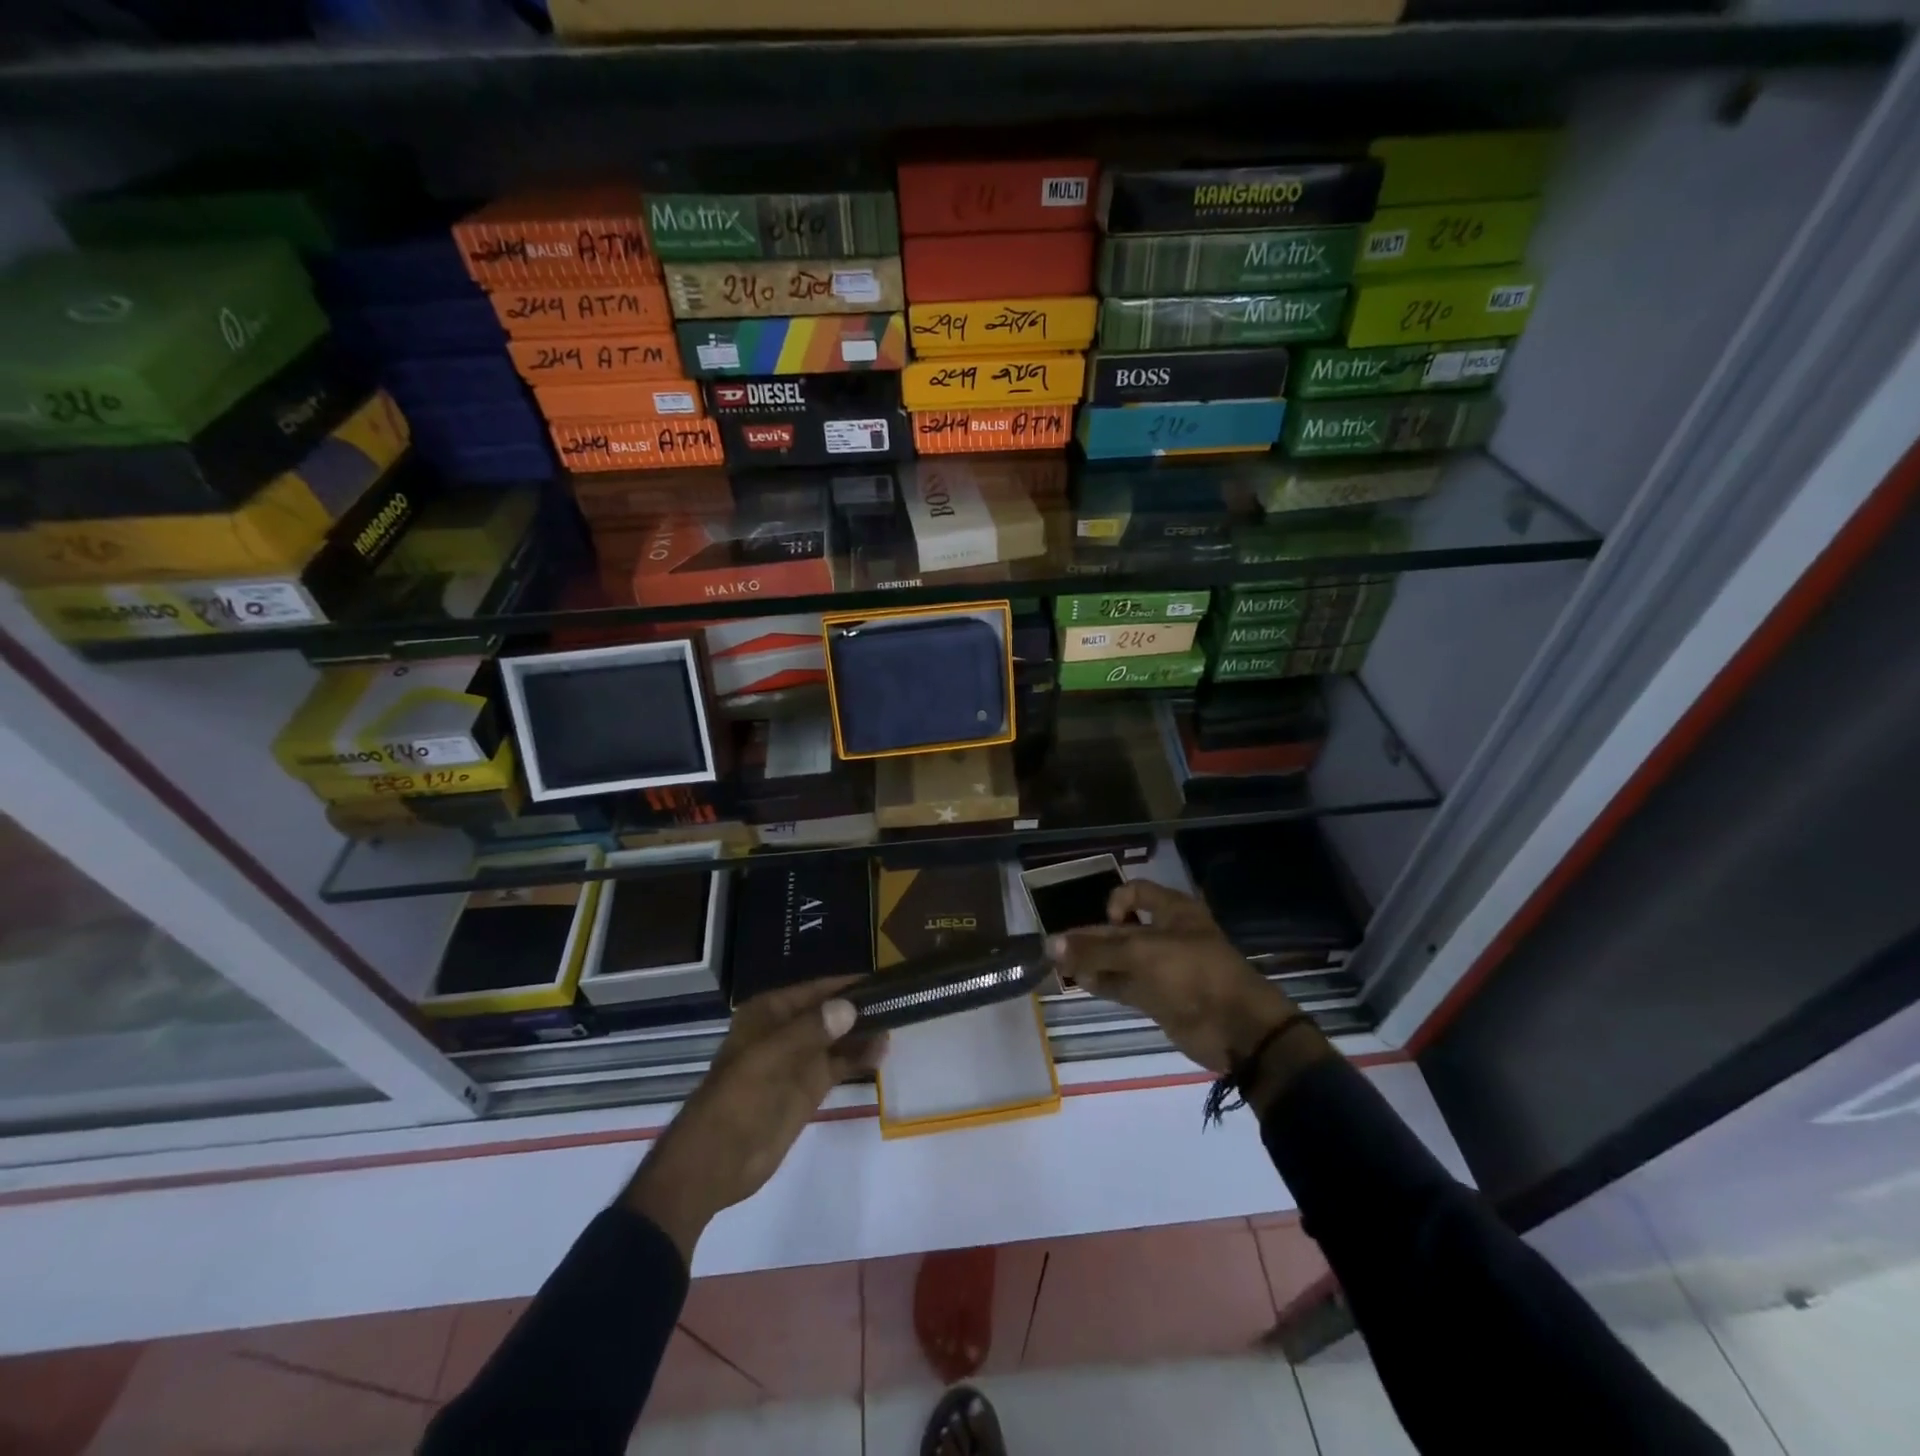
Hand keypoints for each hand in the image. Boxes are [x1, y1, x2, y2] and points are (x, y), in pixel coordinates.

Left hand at [623, 977, 884, 1261]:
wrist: (715, 1163)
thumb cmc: (736, 1100)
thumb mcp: (769, 1058)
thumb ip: (811, 1031)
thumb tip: (850, 1007)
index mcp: (770, 1012)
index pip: (817, 989)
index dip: (848, 985)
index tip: (884, 981)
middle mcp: (787, 1029)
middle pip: (831, 1011)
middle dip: (861, 1007)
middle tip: (900, 1002)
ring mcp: (799, 1060)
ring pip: (839, 1037)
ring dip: (865, 1031)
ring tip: (898, 1024)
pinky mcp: (809, 1088)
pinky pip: (840, 1064)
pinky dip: (860, 1057)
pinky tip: (882, 1052)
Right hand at [1050, 880, 1317, 1081]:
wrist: (1237, 1028)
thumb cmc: (1192, 972)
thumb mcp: (1142, 953)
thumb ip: (1096, 949)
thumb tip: (1052, 944)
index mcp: (1173, 911)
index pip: (1135, 892)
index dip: (1115, 902)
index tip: (1107, 921)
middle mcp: (1166, 935)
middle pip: (1122, 929)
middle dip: (1092, 937)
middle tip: (1057, 947)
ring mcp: (1163, 969)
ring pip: (1120, 959)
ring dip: (1093, 961)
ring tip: (1062, 967)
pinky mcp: (1159, 998)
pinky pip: (1125, 985)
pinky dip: (1104, 983)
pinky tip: (1082, 983)